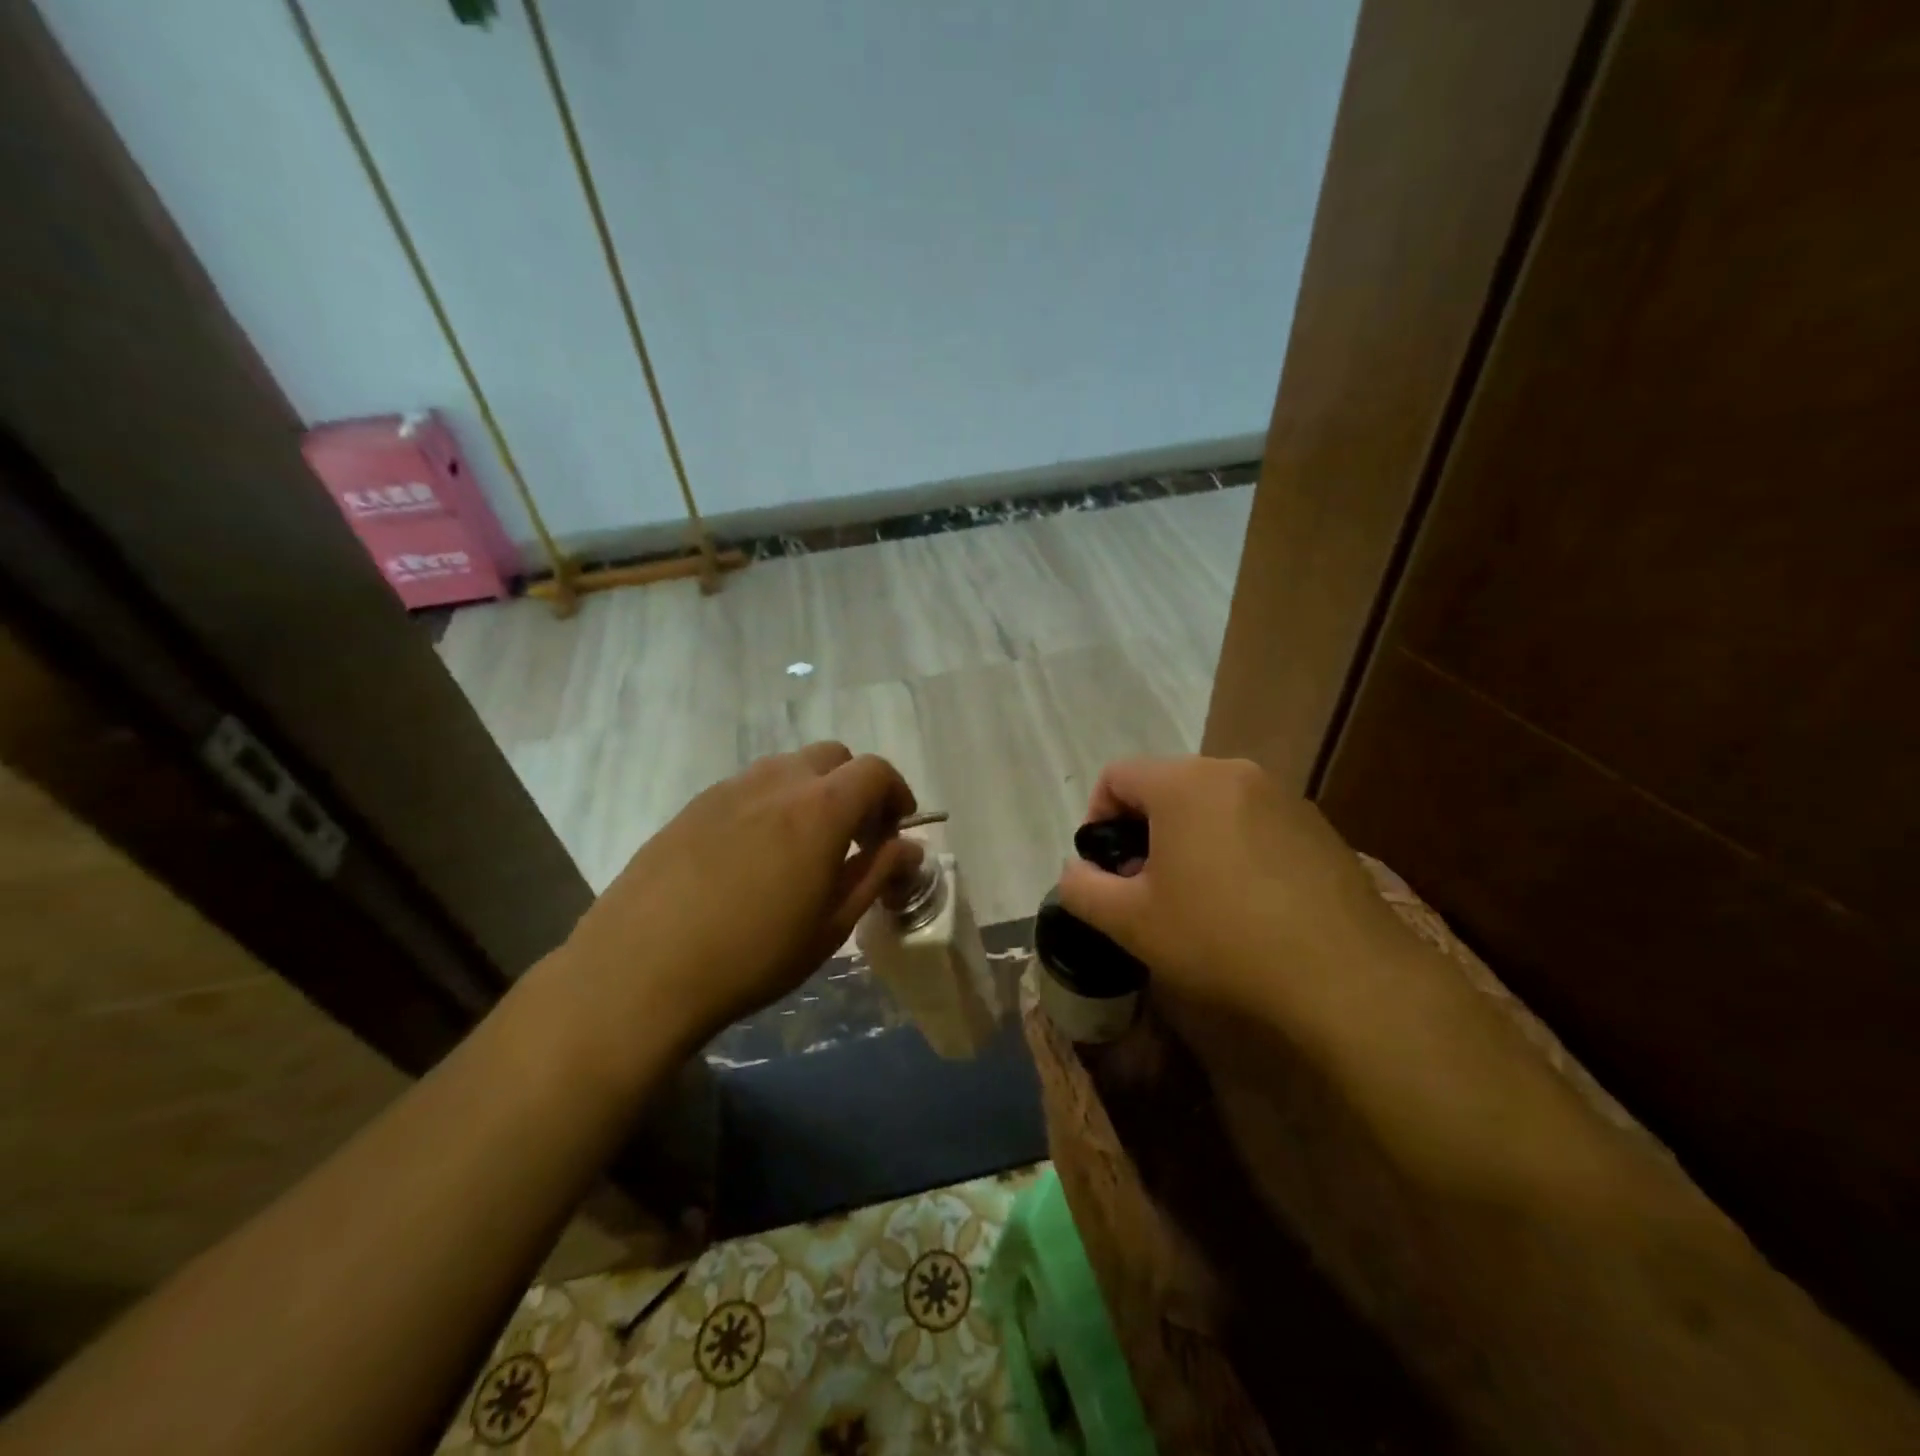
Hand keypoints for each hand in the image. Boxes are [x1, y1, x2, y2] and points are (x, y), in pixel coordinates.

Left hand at [556, 743, 921, 1051]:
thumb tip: (909, 848)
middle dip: (855, 787)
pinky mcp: (693, 805)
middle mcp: (777, 782)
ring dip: (811, 792)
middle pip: (833, 757)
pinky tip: (754, 855)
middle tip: (854, 837)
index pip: (875, 771)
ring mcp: (729, 789)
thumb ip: (876, 875)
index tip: (895, 831)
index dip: (896, 794)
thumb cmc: (751, 956)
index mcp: (820, 809)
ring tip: (803, 846)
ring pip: (787, 768)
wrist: (639, 971)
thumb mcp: (830, 925)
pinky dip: (771, 804)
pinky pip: (748, 787)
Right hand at [1055, 756, 1399, 1025]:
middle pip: (1165, 785)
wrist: (1346, 976)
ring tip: (1196, 895)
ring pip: (1211, 803)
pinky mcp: (1317, 824)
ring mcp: (1282, 795)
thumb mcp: (1131, 922)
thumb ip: (1082, 889)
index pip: (1117, 775)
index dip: (1097, 818)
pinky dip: (1232, 846)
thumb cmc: (1222, 938)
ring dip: (1188, 837)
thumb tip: (1075, 870)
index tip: (1105, 868)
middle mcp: (1234, 771)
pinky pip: (1252, 821)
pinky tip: (1247, 901)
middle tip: (1146, 886)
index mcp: (1184, 783)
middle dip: (1144, 829)